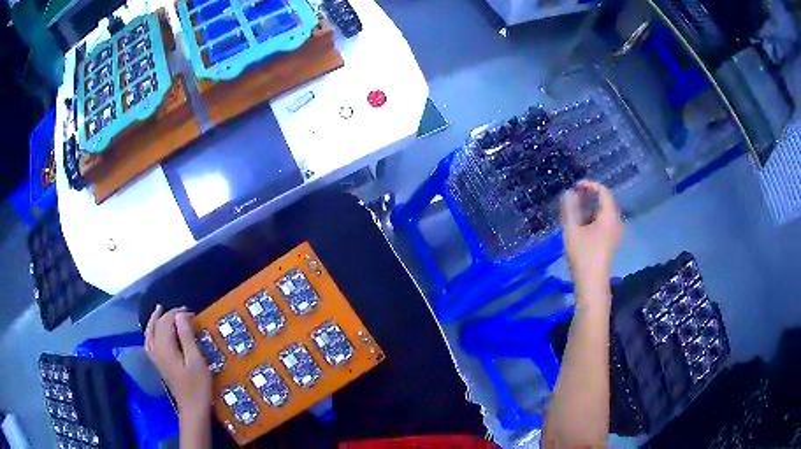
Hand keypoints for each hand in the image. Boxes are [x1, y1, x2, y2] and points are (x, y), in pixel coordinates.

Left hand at [145, 304, 211, 419]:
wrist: (192, 408)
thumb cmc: (198, 386)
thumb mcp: (196, 361)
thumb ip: (186, 337)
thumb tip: (180, 315)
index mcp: (165, 348)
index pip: (166, 322)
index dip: (178, 314)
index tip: (192, 314)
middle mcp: (156, 350)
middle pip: (156, 325)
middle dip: (167, 315)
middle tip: (183, 311)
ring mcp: (155, 358)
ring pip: (149, 333)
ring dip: (154, 320)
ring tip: (160, 311)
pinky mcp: (158, 364)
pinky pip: (149, 342)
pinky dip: (151, 332)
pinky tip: (155, 332)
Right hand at [561, 180, 621, 300]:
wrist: (592, 283)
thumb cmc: (583, 255)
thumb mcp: (572, 230)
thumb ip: (570, 209)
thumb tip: (568, 192)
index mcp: (609, 216)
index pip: (603, 192)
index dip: (590, 185)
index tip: (575, 186)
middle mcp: (615, 222)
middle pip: (604, 202)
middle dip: (589, 196)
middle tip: (573, 196)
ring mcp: (613, 233)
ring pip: (602, 214)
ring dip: (589, 208)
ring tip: (573, 210)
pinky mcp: (609, 242)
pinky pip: (602, 223)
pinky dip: (591, 219)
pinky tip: (579, 226)